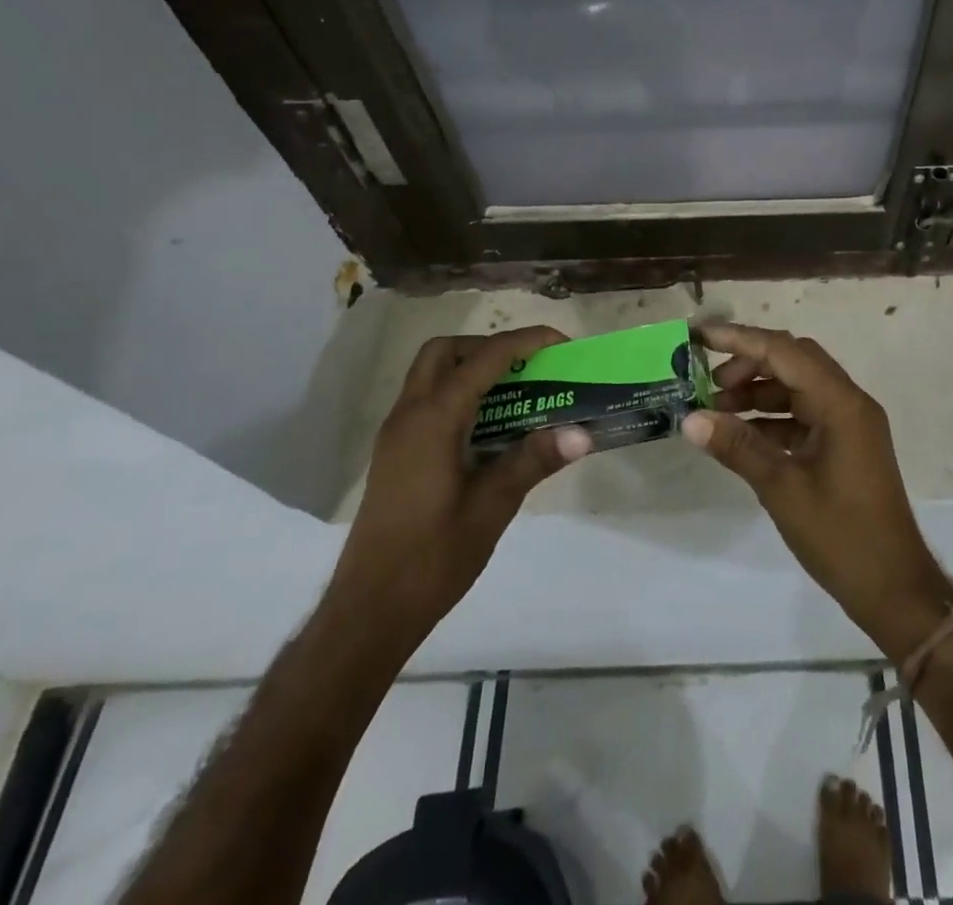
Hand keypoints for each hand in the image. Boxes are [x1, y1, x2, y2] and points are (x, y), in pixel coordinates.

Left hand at [334, 327, 591, 643]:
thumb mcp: (493, 506)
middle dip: (490, 347)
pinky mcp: (395, 454)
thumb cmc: (432, 557)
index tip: (562, 344)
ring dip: (472, 369)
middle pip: (446, 352)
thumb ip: (534, 460)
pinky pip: (427, 401)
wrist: (369, 611)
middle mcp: (409, 415)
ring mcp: (396, 434)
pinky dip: (459, 395)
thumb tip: (582, 432)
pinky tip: (489, 429)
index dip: (526, 342)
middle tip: (529, 367)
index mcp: (434, 419)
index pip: (485, 358)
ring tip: (517, 393)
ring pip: (431, 375)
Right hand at [683, 322, 952, 658]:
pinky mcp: (845, 445)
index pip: (785, 351)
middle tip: (707, 383)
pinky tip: (740, 435)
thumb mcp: (782, 489)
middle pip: (793, 361)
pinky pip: (804, 415)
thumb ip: (737, 447)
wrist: (894, 588)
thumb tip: (690, 419)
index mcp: (841, 403)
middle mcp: (848, 402)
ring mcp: (849, 424)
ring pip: (798, 388)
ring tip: (716, 410)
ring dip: (758, 392)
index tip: (700, 336)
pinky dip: (772, 418)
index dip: (740, 339)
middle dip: (749, 364)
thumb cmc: (841, 536)